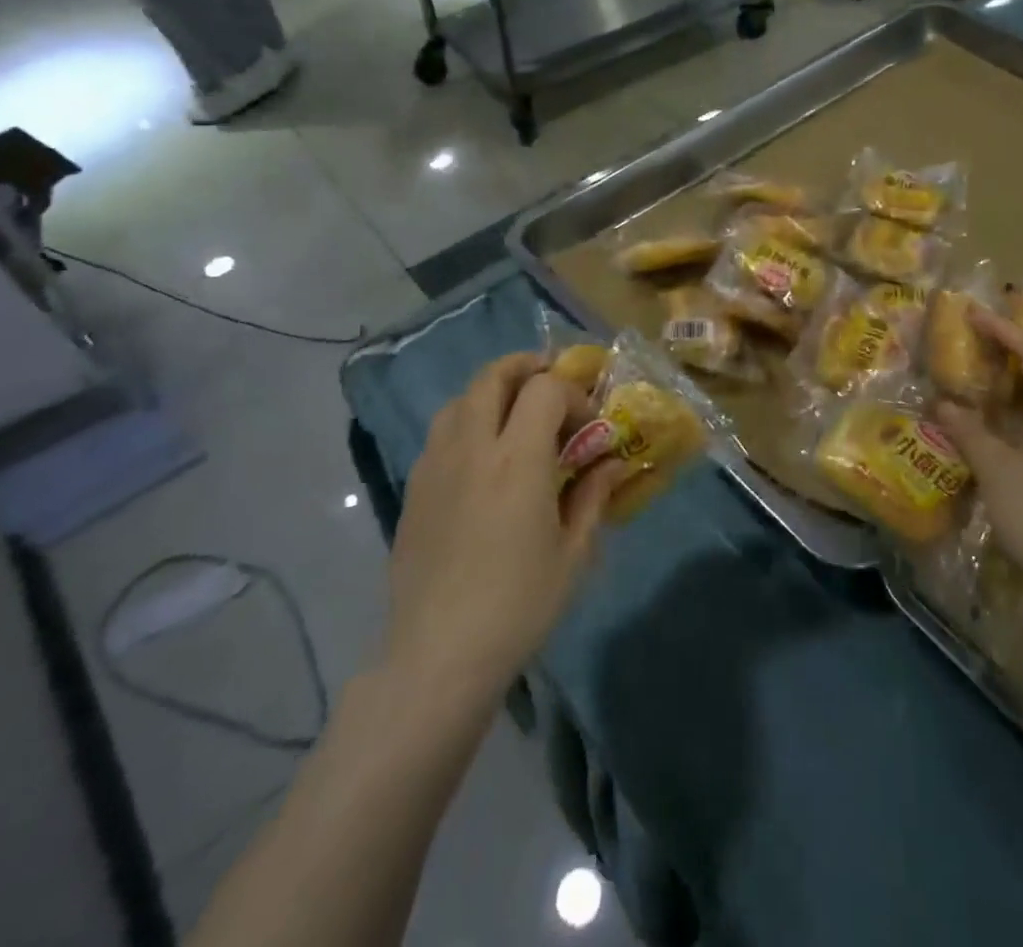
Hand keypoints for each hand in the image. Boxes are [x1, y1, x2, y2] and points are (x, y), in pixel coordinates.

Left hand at [384, 354, 620, 704]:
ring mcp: (435, 467)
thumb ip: (592, 498)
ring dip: (492, 393)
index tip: (587, 424)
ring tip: (514, 416)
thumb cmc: (518, 605)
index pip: (544, 388)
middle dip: (525, 367)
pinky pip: (440, 434)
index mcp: (518, 460)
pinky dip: (466, 424)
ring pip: (460, 400)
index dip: (571, 394)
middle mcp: (472, 449)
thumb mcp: (572, 554)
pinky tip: (482, 459)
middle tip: (549, 381)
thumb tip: (609, 466)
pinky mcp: (413, 490)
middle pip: (492, 376)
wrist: (439, 655)